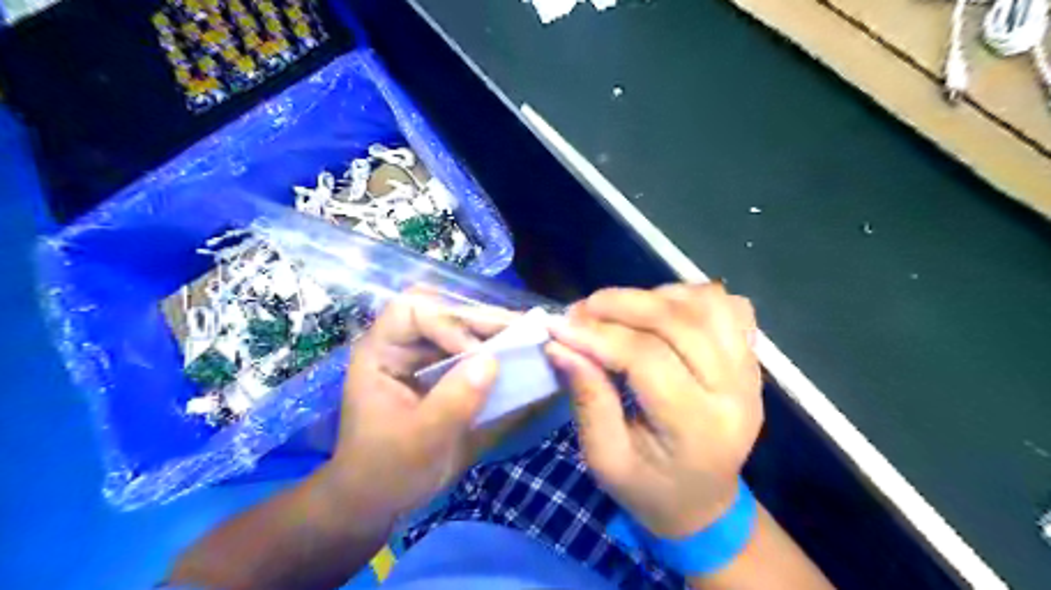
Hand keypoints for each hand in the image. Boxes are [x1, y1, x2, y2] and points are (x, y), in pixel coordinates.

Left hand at [327, 292, 510, 531]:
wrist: (379, 500)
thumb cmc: (385, 471)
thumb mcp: (420, 441)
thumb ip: (454, 401)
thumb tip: (493, 361)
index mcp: (381, 353)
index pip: (413, 310)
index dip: (448, 321)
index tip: (478, 352)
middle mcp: (404, 346)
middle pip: (444, 313)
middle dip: (483, 321)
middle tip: (524, 330)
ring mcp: (424, 359)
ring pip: (462, 328)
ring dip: (495, 332)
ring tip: (530, 338)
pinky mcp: (443, 374)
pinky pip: (472, 352)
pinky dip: (496, 351)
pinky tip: (520, 356)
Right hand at [545, 282, 760, 538]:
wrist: (704, 502)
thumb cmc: (649, 488)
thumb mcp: (605, 459)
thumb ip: (587, 399)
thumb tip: (560, 344)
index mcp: (697, 428)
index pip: (646, 359)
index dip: (597, 335)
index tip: (557, 325)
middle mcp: (735, 392)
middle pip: (678, 321)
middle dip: (620, 305)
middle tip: (581, 310)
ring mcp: (750, 370)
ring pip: (705, 303)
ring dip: (654, 297)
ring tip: (620, 313)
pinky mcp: (752, 358)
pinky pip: (727, 305)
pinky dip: (689, 297)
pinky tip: (661, 313)